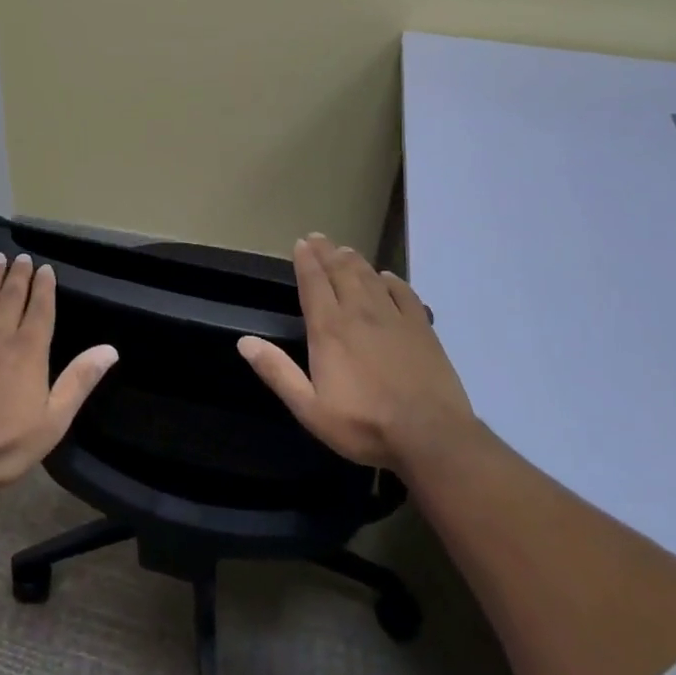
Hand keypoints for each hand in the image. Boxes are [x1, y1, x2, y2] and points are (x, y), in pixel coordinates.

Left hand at [0, 252, 118, 490]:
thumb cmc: (3, 443)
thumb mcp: (53, 420)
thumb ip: (79, 381)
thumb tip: (110, 349)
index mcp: (28, 351)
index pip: (40, 309)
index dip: (44, 287)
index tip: (45, 268)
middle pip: (10, 297)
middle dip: (18, 275)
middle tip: (21, 257)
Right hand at [237, 234, 476, 470]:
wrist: (431, 436)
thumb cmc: (364, 424)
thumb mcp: (310, 408)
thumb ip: (277, 372)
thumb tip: (244, 341)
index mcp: (329, 329)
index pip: (313, 283)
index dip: (306, 260)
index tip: (301, 243)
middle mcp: (359, 313)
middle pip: (341, 272)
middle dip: (327, 252)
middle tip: (318, 237)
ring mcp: (394, 317)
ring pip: (370, 277)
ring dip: (355, 260)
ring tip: (345, 250)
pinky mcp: (422, 328)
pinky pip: (404, 293)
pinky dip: (392, 280)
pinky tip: (387, 277)